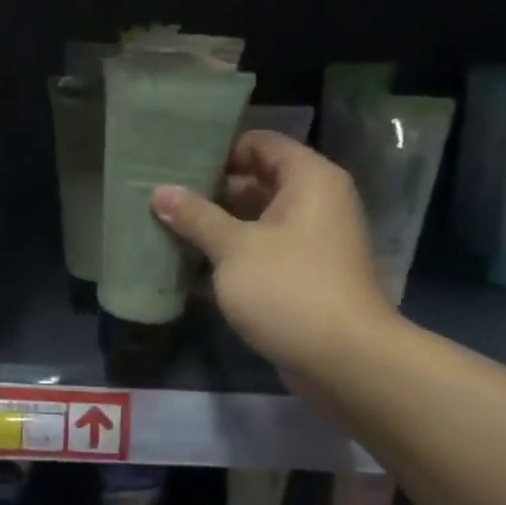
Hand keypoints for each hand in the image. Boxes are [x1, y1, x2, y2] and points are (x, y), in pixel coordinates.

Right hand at [151, 132, 396, 381]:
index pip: (259, 143)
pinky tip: (188, 264)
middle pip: (256, 180)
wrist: (345, 361)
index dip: (219, 149)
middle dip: (210, 190)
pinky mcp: (302, 275)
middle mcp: (315, 202)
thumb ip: (196, 217)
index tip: (176, 161)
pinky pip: (260, 251)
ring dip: (216, 225)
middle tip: (161, 195)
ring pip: (255, 220)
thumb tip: (161, 192)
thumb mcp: (235, 248)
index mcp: (308, 179)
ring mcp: (310, 241)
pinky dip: (230, 255)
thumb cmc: (290, 289)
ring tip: (166, 226)